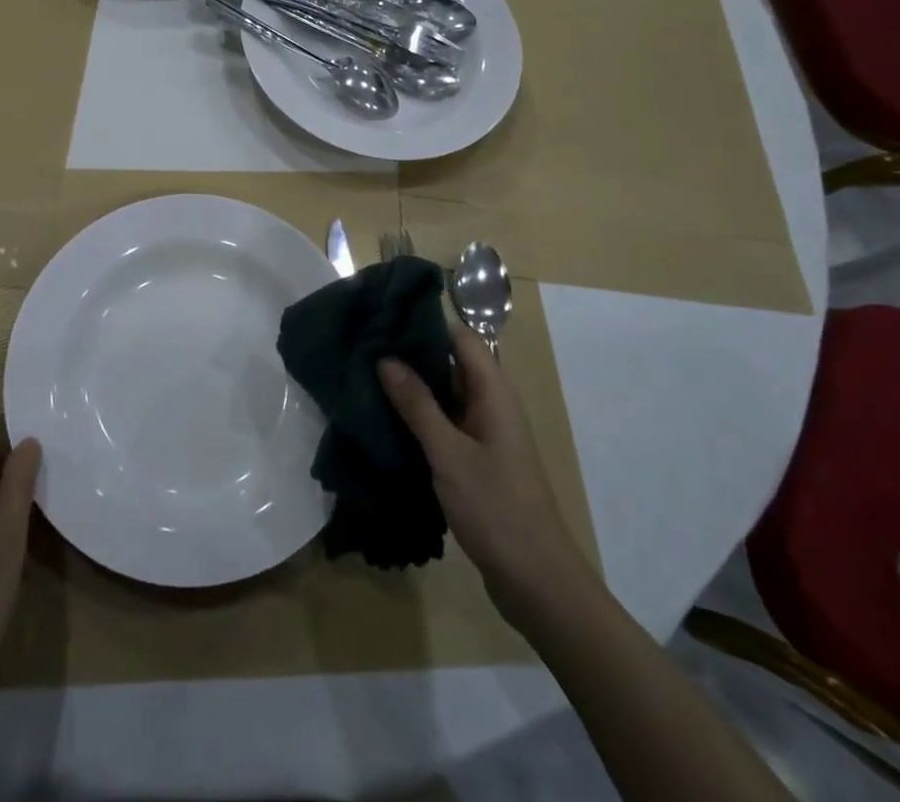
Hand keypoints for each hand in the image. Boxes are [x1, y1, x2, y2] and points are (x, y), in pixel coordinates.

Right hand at [379, 322, 592, 630]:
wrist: (537, 583)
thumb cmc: (497, 509)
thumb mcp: (449, 454)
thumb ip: (417, 404)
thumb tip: (385, 357)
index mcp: (494, 392)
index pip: (460, 337)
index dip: (425, 322)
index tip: (383, 316)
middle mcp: (491, 405)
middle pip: (450, 363)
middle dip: (410, 353)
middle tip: (363, 344)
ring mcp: (484, 434)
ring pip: (444, 395)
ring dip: (411, 387)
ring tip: (364, 375)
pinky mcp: (475, 460)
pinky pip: (444, 424)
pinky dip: (418, 417)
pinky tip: (384, 419)